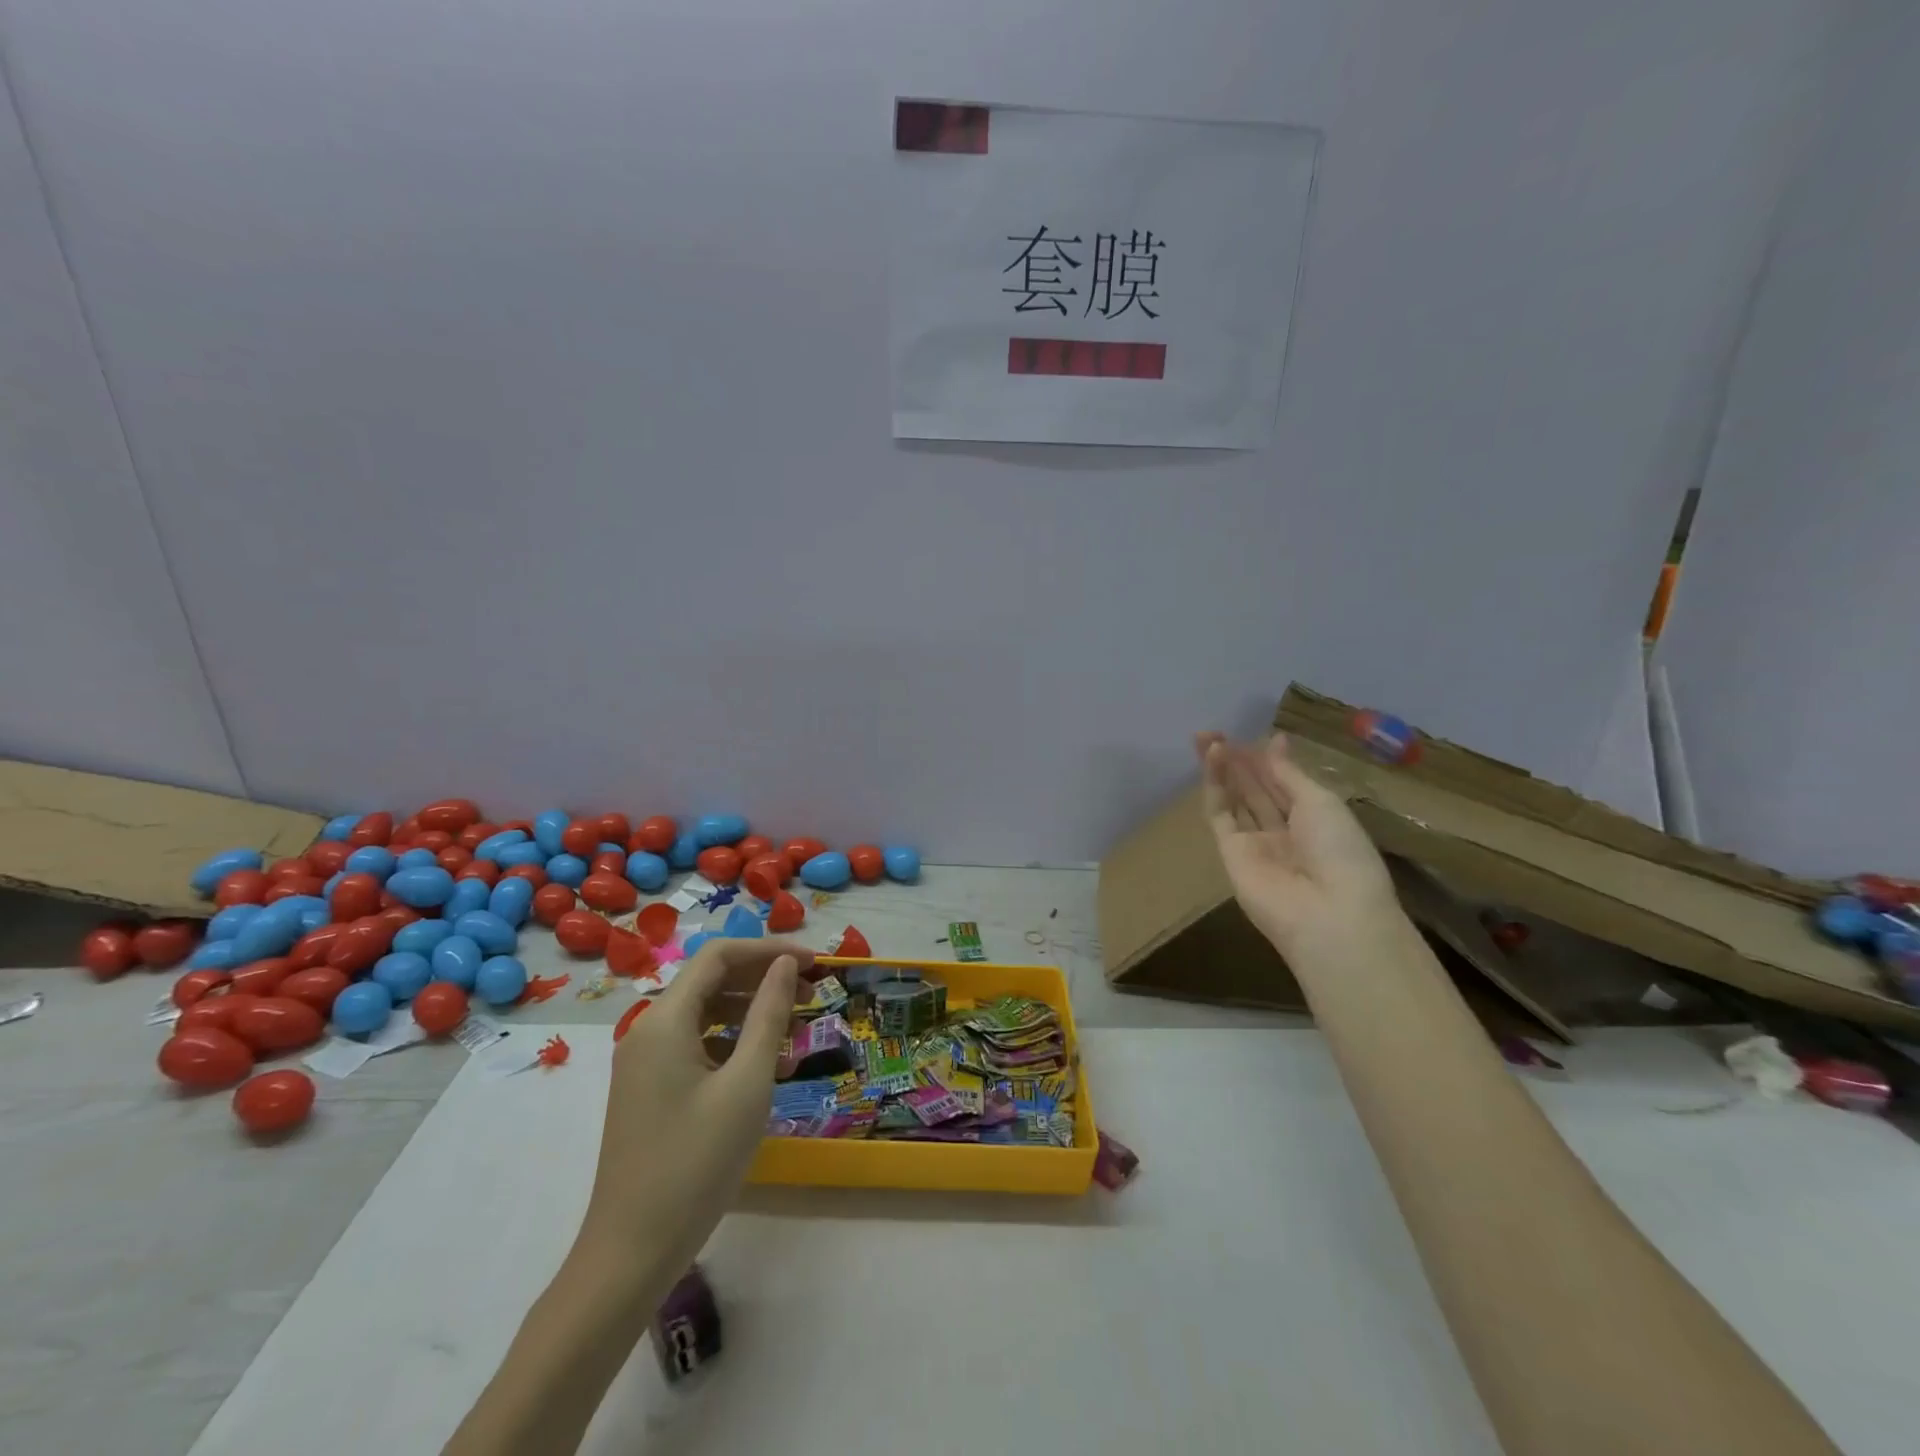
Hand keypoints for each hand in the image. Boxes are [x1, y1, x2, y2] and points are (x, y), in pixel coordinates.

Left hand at [577, 938, 809, 1283]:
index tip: (812, 963)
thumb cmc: (696, 1163)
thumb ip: (769, 1015)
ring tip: (795, 1031)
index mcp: (665, 1020)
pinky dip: (732, 1043)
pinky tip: (764, 1066)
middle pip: (712, 981)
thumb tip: (784, 964)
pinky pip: (695, 1045)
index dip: (769, 950)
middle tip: (812, 993)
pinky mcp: (649, 1089)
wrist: (631, 1253)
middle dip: (763, 979)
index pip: (720, 956)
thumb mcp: (747, 1084)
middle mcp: (648, 1031)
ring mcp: (644, 1062)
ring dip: (751, 1012)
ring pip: (705, 1014)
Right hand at [1194, 731, 1397, 955]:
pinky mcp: (1230, 853)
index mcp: (1316, 820)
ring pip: (1235, 799)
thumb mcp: (1321, 803)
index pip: (1286, 784)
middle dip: (1239, 761)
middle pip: (1256, 790)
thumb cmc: (1341, 852)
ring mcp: (1256, 843)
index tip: (1258, 736)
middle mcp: (1284, 831)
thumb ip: (1289, 773)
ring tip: (1207, 738)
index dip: (1270, 760)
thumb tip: (1274, 742)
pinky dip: (1214, 787)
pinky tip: (1212, 759)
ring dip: (1222, 769)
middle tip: (1216, 731)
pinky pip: (1220, 815)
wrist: (1328, 913)